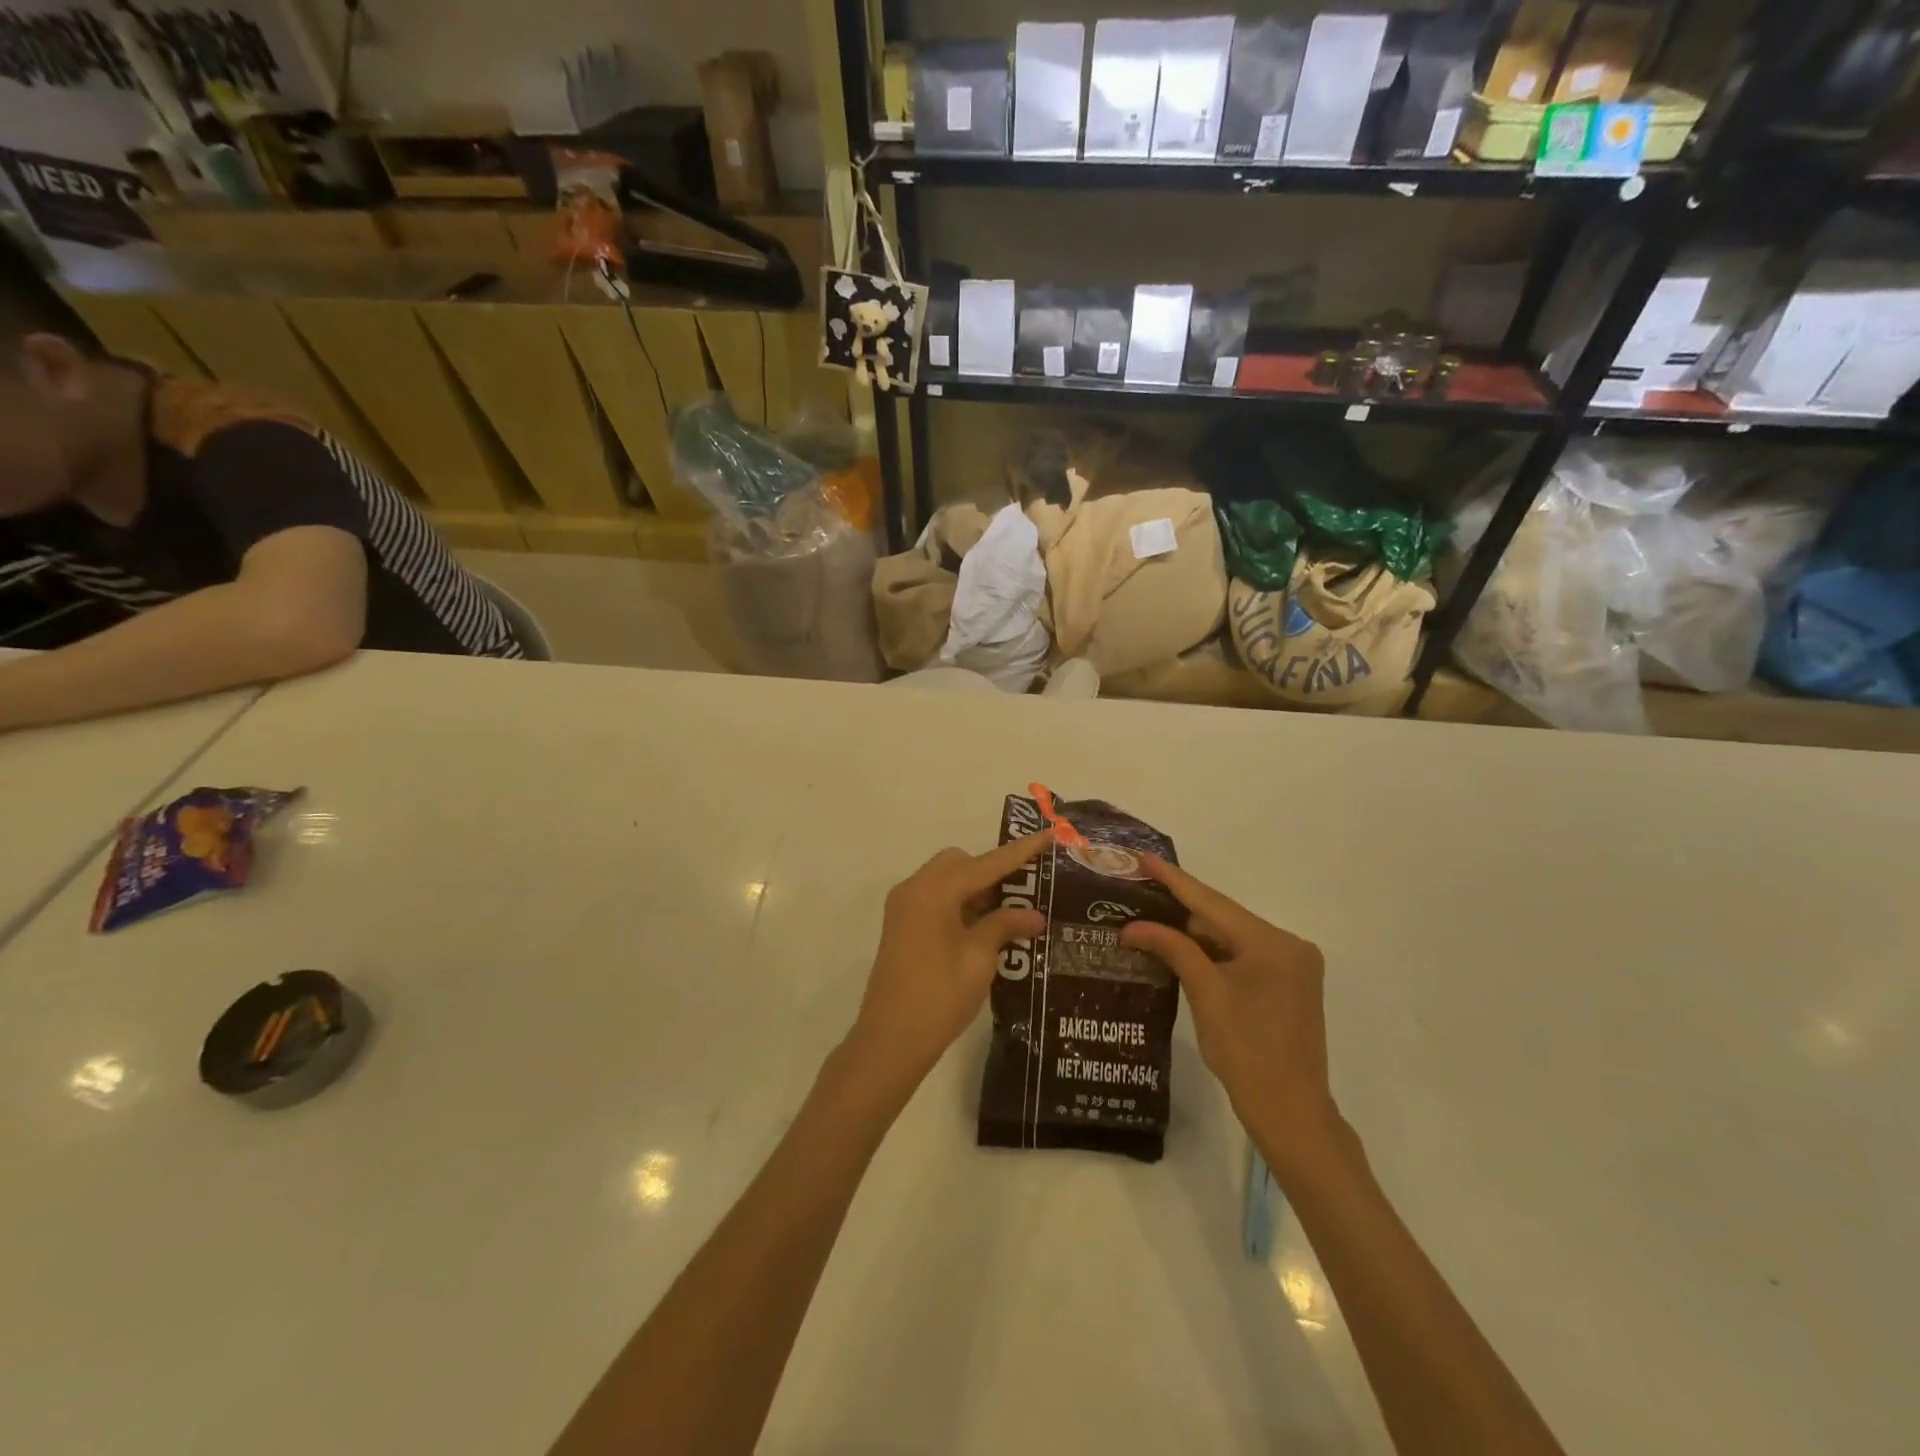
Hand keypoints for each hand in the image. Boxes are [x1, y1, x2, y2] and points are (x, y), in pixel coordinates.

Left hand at [846, 832, 1051, 1090]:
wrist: (889, 1040)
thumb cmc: (939, 998)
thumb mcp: (979, 959)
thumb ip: (1005, 926)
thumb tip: (1035, 915)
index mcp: (934, 892)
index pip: (986, 863)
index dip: (1020, 851)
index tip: (1049, 834)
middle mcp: (914, 889)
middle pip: (960, 863)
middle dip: (993, 871)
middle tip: (1023, 894)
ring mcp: (904, 907)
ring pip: (947, 879)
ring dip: (976, 888)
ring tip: (1009, 915)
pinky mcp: (902, 925)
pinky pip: (935, 897)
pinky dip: (959, 902)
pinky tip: (983, 927)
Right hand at [1120, 855, 1341, 1171]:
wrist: (1291, 1113)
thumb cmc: (1246, 1052)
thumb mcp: (1205, 994)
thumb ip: (1172, 949)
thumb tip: (1132, 927)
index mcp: (1273, 943)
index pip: (1213, 903)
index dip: (1175, 880)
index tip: (1145, 857)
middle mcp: (1289, 946)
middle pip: (1224, 919)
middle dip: (1181, 909)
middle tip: (1140, 889)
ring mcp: (1293, 967)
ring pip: (1232, 939)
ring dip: (1195, 933)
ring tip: (1150, 915)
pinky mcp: (1288, 986)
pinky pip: (1243, 957)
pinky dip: (1213, 954)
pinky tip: (1181, 946)